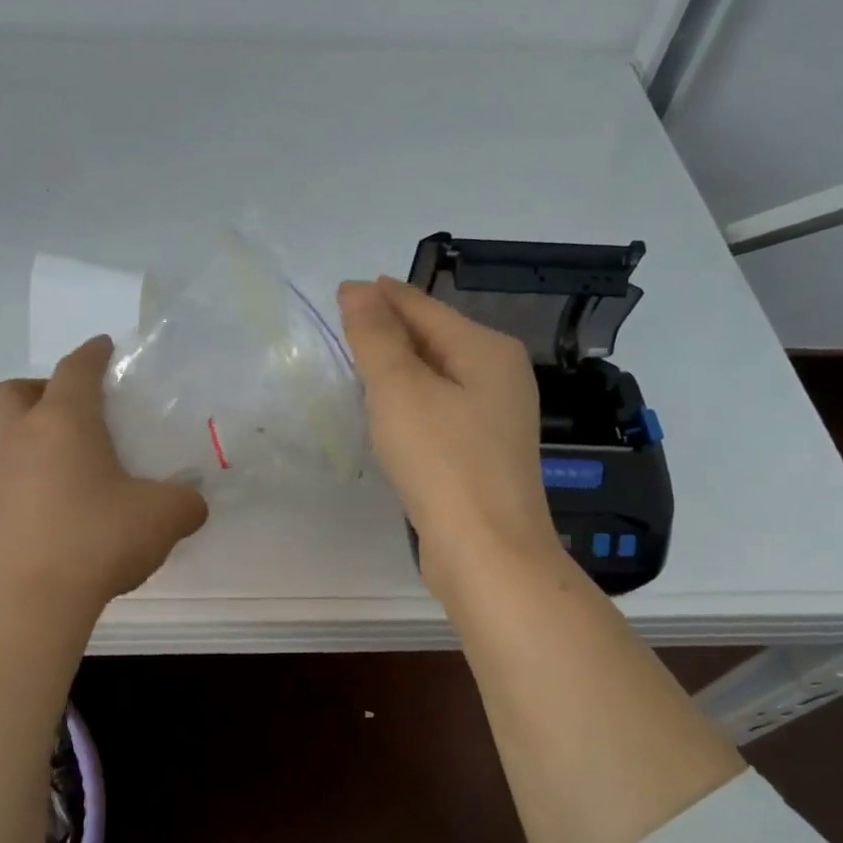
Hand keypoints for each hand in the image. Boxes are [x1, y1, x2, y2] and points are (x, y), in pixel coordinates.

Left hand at [0, 337, 207, 614]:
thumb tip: (190, 502)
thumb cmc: (97, 539)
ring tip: (80, 464)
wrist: (30, 602)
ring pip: (9, 435)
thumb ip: (187, 500)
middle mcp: (22, 439)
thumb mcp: (165, 516)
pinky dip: (34, 476)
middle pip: (16, 391)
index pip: (75, 369)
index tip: (106, 347)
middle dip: (44, 387)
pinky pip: (11, 477)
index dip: (93, 353)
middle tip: (78, 410)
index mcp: (64, 421)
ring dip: (37, 434)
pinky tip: (67, 506)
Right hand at [338, 277, 561, 596]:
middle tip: (344, 327)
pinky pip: (442, 411)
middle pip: (436, 339)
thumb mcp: (401, 391)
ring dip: (401, 368)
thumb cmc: (443, 462)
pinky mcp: (483, 455)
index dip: (382, 297)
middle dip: (391, 330)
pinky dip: (413, 404)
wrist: (487, 552)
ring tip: (359, 363)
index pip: (425, 307)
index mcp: (487, 350)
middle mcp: (501, 376)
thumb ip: (377, 337)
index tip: (342, 291)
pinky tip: (390, 414)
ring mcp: (496, 419)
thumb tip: (358, 290)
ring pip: (439, 378)